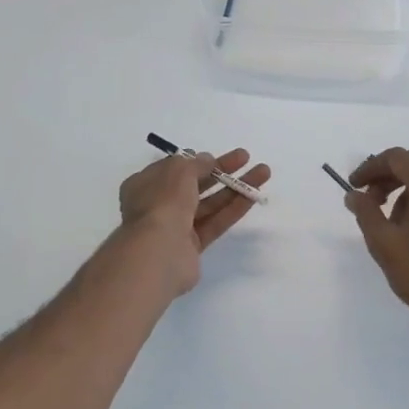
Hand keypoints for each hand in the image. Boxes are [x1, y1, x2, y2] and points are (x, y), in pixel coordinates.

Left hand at [118, 148, 271, 295]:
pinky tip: (254, 195)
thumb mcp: (179, 171)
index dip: (195, 161)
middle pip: (195, 184)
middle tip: (246, 158)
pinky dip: (233, 208)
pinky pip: (215, 222)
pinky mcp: (192, 246)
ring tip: (263, 173)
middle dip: (221, 170)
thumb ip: (196, 164)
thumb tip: (207, 160)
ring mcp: (175, 227)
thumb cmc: (163, 202)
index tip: (215, 156)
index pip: (173, 169)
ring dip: (235, 187)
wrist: (158, 252)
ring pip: (209, 203)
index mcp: (145, 185)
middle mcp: (158, 205)